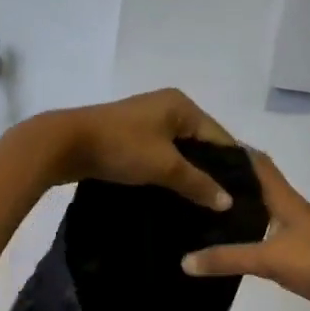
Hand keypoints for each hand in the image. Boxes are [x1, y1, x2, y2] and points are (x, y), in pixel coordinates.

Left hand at [40, 89, 236, 209]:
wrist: (65, 144)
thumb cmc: (121, 148)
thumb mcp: (165, 166)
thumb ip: (199, 183)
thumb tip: (228, 202)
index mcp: (181, 105)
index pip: (219, 136)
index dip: (231, 166)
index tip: (243, 196)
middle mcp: (167, 107)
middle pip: (200, 143)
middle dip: (210, 172)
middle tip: (223, 204)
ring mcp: (146, 121)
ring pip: (178, 151)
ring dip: (188, 174)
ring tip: (202, 204)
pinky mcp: (129, 136)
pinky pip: (159, 155)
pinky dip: (168, 172)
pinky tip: (174, 195)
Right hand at [182, 152, 309, 310]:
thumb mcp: (269, 259)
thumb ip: (227, 259)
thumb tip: (184, 261)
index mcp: (285, 200)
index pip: (258, 164)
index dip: (233, 150)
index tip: (201, 145)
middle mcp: (290, 211)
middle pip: (257, 187)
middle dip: (228, 181)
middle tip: (191, 180)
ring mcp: (297, 235)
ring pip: (261, 213)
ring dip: (237, 210)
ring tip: (201, 211)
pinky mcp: (298, 257)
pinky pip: (265, 239)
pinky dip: (246, 237)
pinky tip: (228, 246)